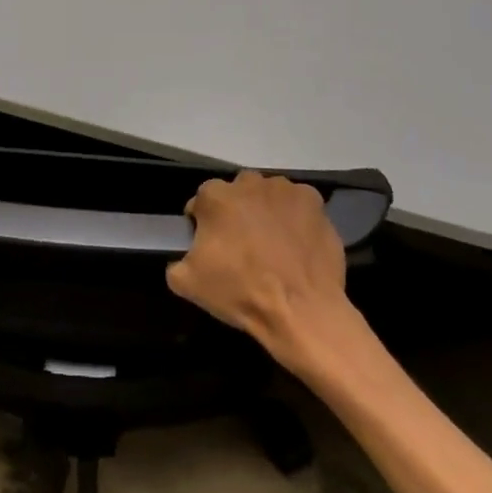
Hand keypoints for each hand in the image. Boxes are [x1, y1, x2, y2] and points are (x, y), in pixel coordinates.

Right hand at [166, 171, 351, 364]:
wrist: (301, 309)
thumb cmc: (240, 292)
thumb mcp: (187, 283)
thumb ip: (177, 261)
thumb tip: (183, 258)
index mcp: (215, 197)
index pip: (201, 201)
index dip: (202, 222)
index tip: (209, 244)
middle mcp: (249, 183)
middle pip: (236, 192)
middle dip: (236, 211)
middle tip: (241, 243)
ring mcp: (285, 190)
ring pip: (268, 194)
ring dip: (266, 210)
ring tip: (272, 243)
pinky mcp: (315, 202)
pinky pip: (298, 204)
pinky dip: (295, 217)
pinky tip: (296, 243)